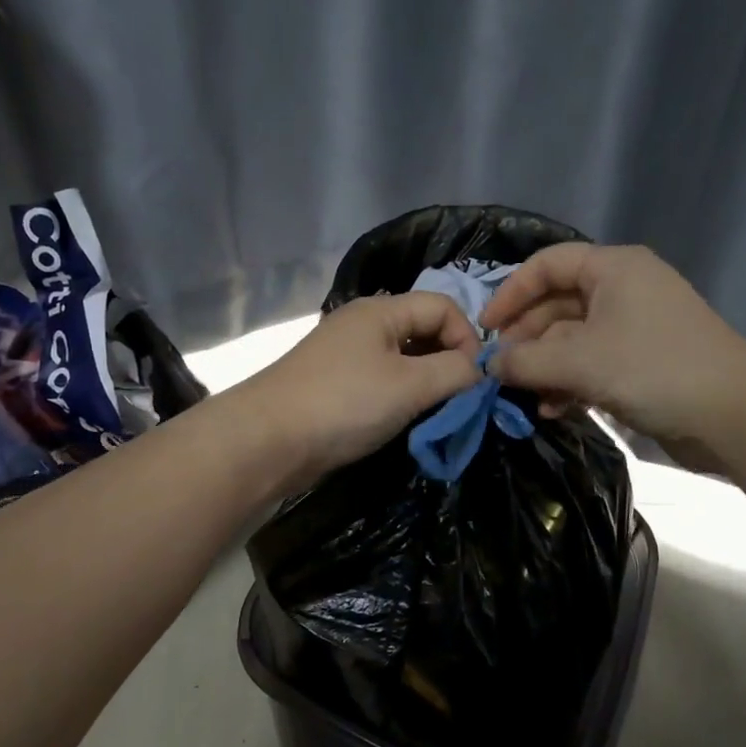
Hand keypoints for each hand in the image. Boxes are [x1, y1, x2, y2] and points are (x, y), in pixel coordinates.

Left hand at [237, 292, 482, 489]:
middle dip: (449, 360)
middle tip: (460, 398)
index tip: (475, 380)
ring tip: (435, 411)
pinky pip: (382, 379)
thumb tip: (478, 371)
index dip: (467, 338)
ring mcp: (346, 354)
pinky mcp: (335, 384)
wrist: (267, 440)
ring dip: (426, 381)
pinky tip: (405, 419)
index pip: (443, 306)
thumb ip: (454, 372)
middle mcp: (363, 324)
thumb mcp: (410, 386)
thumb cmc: (343, 404)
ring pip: (403, 358)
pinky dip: (402, 395)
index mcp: (381, 310)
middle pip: (423, 329)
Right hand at [478, 243, 745, 446]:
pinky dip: (568, 382)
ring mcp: (634, 327)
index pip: (547, 265)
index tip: (485, 328)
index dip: (511, 293)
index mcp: (613, 268)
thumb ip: (525, 361)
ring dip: (544, 366)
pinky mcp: (641, 361)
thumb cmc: (653, 369)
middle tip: (500, 370)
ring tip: (523, 396)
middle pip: (557, 304)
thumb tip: (487, 366)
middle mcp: (623, 289)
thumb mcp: (579, 361)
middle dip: (526, 338)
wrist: (734, 415)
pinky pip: (591, 362)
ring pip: (572, 338)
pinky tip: (551, 409)